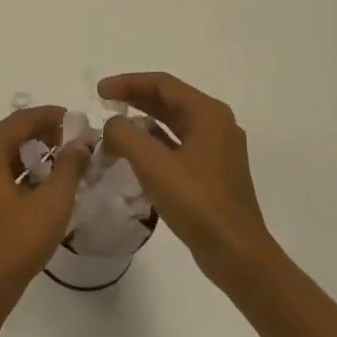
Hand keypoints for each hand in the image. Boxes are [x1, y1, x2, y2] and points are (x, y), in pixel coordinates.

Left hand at [0, 106, 90, 309]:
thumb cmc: (15, 244)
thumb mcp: (51, 203)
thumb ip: (69, 167)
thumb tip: (81, 142)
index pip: (21, 120)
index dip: (51, 116)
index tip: (77, 120)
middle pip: (8, 135)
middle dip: (42, 135)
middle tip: (74, 142)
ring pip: (0, 156)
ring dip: (30, 155)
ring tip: (63, 162)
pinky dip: (16, 173)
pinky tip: (40, 184)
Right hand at [97, 72, 273, 282]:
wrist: (236, 253)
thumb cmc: (197, 202)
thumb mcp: (153, 164)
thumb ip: (125, 135)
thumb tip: (113, 125)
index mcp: (208, 114)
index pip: (162, 84)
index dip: (128, 83)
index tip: (99, 92)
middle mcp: (216, 125)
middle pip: (169, 101)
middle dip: (134, 99)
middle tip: (103, 104)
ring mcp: (217, 150)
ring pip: (173, 124)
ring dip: (143, 122)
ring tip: (114, 128)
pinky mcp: (213, 173)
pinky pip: (178, 146)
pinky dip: (154, 144)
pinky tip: (134, 155)